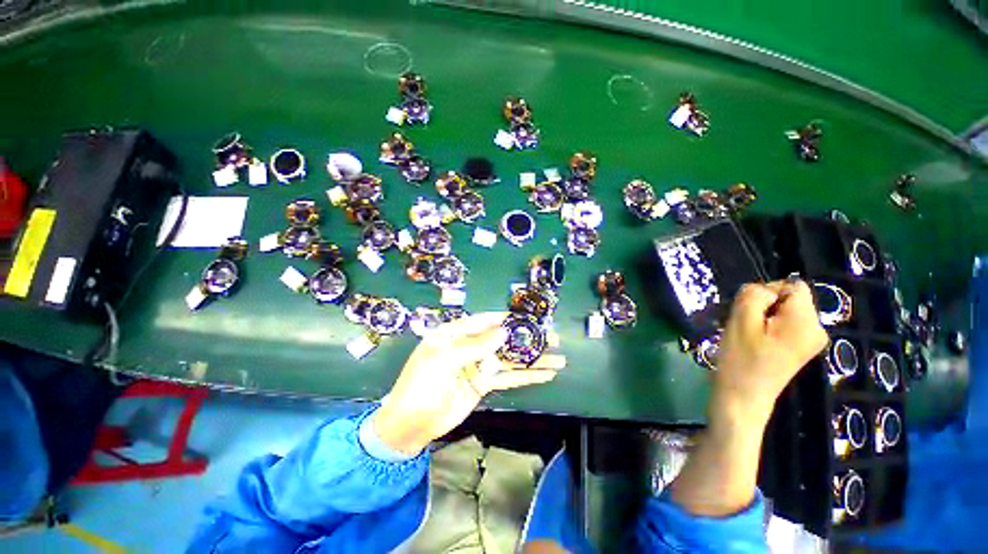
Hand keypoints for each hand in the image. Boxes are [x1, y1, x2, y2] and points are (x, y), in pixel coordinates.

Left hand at [371, 312, 565, 455]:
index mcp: (455, 333)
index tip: (530, 318)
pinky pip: (507, 377)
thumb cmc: (421, 384)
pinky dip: (526, 376)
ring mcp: (479, 365)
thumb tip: (504, 331)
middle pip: (503, 339)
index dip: (507, 318)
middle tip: (552, 338)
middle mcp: (470, 346)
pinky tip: (544, 374)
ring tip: (558, 357)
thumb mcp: (444, 359)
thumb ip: (475, 345)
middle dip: (527, 338)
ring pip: (510, 359)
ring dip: (532, 359)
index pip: (485, 320)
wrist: (410, 424)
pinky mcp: (484, 383)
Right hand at [713, 280, 828, 423]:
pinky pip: (785, 323)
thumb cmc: (740, 359)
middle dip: (765, 305)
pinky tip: (756, 341)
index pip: (792, 286)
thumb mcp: (741, 320)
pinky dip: (768, 327)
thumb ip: (754, 294)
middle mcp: (818, 329)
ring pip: (785, 311)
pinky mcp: (801, 348)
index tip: (751, 314)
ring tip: (749, 335)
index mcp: (807, 322)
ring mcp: (811, 341)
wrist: (742, 397)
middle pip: (791, 298)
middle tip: (747, 325)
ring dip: (764, 316)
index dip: (767, 293)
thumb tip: (765, 290)